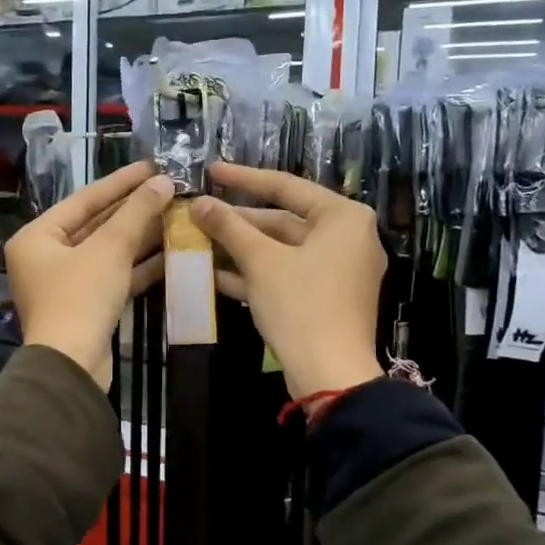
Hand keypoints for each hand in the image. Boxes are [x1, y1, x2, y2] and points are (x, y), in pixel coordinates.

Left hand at [7, 161, 173, 386]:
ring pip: (108, 252)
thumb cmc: (80, 298)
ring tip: (177, 216)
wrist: (72, 366)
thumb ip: (136, 213)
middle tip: (170, 190)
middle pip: (96, 225)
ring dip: (141, 237)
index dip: (121, 182)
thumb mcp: (109, 249)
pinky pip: (113, 276)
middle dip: (134, 210)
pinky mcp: (86, 307)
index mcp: (36, 237)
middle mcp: (45, 257)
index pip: (84, 200)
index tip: (152, 166)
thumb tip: (164, 182)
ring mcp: (65, 284)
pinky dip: (138, 266)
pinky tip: (171, 252)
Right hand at [190, 162, 384, 399]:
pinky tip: (213, 274)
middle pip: (282, 220)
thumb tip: (198, 202)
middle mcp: (347, 237)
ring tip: (197, 242)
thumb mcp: (261, 261)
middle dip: (237, 222)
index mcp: (343, 217)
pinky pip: (286, 274)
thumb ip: (229, 227)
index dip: (243, 178)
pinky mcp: (326, 297)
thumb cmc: (301, 305)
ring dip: (240, 249)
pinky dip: (254, 273)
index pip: (286, 186)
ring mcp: (338, 270)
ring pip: (281, 250)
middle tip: (197, 214)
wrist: (330, 374)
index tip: (211, 170)